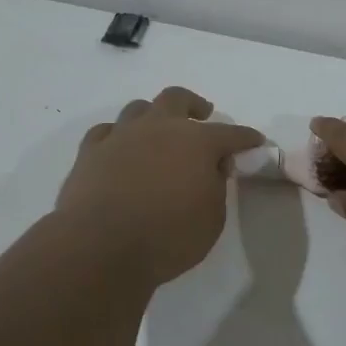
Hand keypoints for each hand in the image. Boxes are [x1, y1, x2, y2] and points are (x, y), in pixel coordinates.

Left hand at [55, 87, 264, 286]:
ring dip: (153, 116)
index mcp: (196, 141)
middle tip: (201, 116)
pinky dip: (118, 136)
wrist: (100, 247)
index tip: (255, 141)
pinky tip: (121, 148)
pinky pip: (107, 131)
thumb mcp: (212, 218)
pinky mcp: (90, 151)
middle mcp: (159, 127)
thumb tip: (213, 167)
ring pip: (139, 108)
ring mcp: (121, 135)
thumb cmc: (167, 237)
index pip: (231, 133)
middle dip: (193, 105)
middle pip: (177, 98)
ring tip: (158, 132)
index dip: (246, 138)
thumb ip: (216, 186)